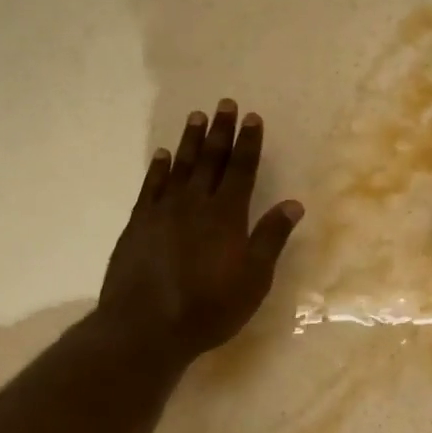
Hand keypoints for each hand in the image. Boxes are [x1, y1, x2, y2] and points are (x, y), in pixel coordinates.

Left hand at [98, 100, 303, 366]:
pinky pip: (151, 186)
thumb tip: (293, 203)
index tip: (252, 118)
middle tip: (224, 104)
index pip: (241, 170)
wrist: (145, 328)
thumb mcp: (254, 279)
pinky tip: (162, 155)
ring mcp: (163, 212)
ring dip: (190, 141)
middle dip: (220, 131)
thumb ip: (271, 238)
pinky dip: (158, 168)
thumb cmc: (209, 307)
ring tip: (196, 116)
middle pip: (210, 160)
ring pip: (180, 167)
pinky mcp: (138, 224)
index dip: (248, 143)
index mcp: (227, 215)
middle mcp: (195, 204)